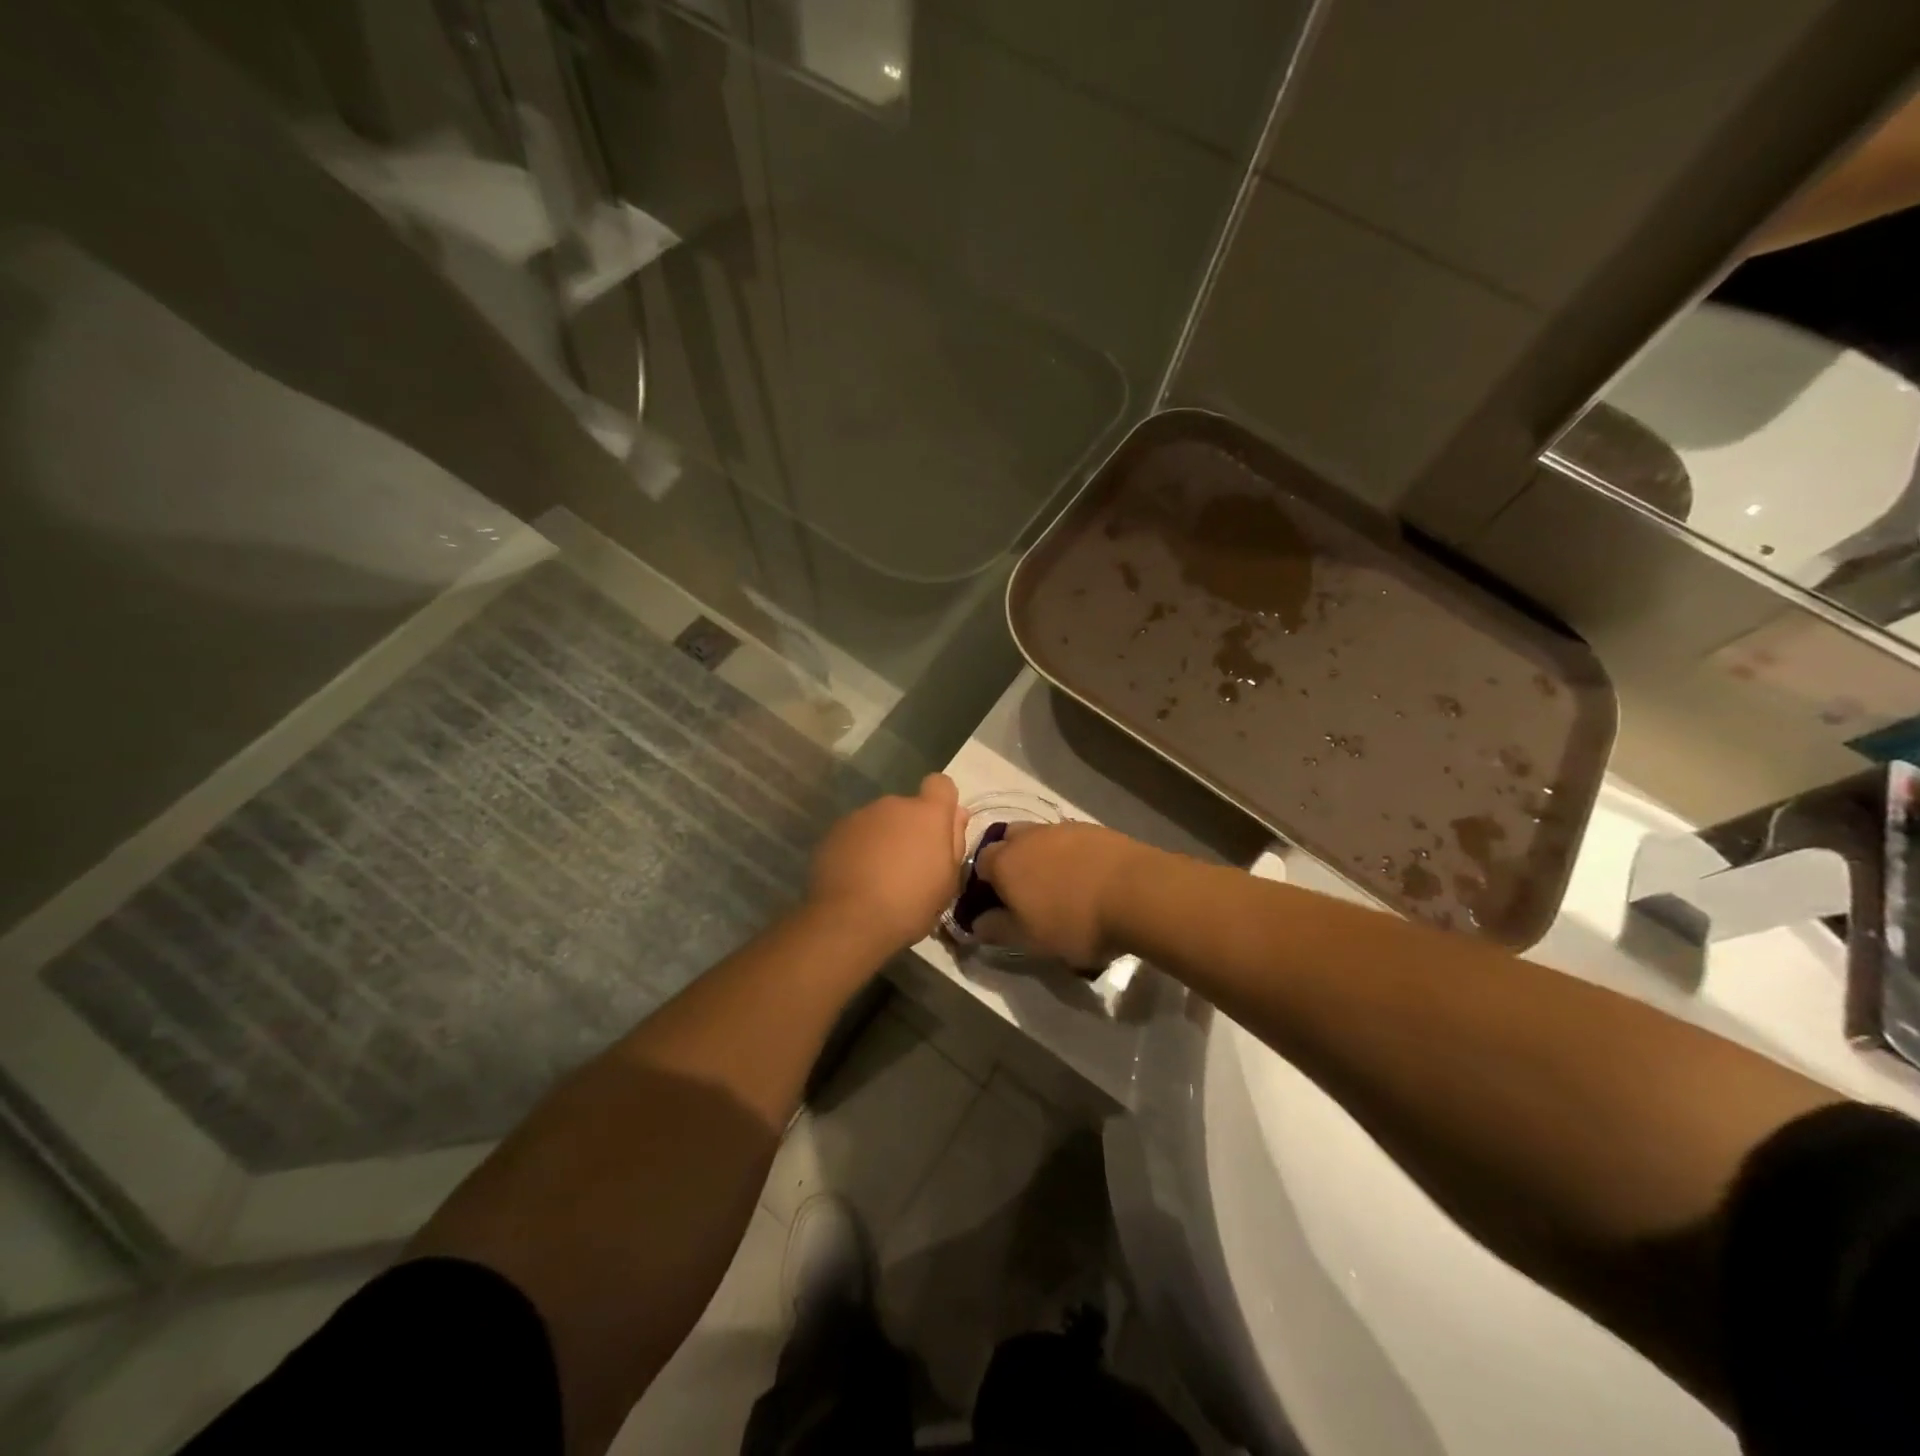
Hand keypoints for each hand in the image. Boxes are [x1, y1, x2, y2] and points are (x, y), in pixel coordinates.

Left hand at [807, 774, 966, 952]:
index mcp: (927, 814)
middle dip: (910, 829)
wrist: (849, 920)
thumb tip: (957, 815)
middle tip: (908, 867)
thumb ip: (955, 841)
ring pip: (880, 821)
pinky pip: (856, 834)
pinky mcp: (834, 832)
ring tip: (878, 877)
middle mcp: (893, 805)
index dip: (942, 803)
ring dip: (883, 840)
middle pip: (908, 808)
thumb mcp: (948, 881)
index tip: (939, 831)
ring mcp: (860, 816)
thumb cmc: (910, 904)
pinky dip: (859, 849)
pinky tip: (856, 878)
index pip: (940, 784)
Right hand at [973, 822, 1158, 965]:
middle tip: (1026, 893)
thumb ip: (997, 929)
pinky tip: (1087, 878)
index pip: (979, 864)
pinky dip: (1071, 855)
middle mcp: (1028, 836)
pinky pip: (1071, 840)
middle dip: (1010, 862)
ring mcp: (1063, 828)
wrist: (1138, 893)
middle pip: (1008, 841)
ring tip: (1060, 887)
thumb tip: (976, 923)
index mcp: (1004, 861)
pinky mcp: (1094, 829)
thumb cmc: (1074, 921)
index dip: (984, 884)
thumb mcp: (1029, 939)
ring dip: (1042, 856)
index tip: (997, 906)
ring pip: (1040, 838)